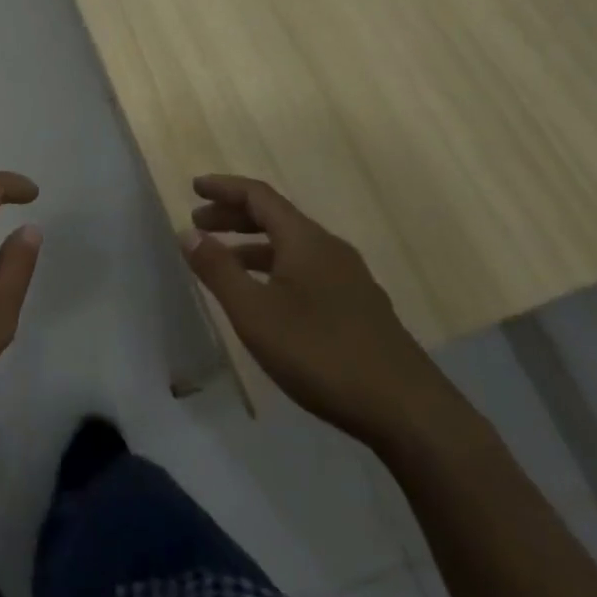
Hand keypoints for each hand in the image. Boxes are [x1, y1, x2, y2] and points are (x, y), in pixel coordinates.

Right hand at [186, 175, 462, 450]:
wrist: (407, 409)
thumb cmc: (321, 353)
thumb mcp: (255, 313)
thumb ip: (219, 270)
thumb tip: (189, 233)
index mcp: (305, 239)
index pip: (258, 196)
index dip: (224, 188)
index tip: (194, 187)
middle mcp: (329, 248)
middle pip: (276, 217)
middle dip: (234, 216)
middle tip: (199, 224)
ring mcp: (349, 278)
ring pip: (292, 246)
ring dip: (253, 245)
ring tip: (223, 262)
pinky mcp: (359, 306)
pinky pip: (307, 269)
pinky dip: (276, 268)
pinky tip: (267, 298)